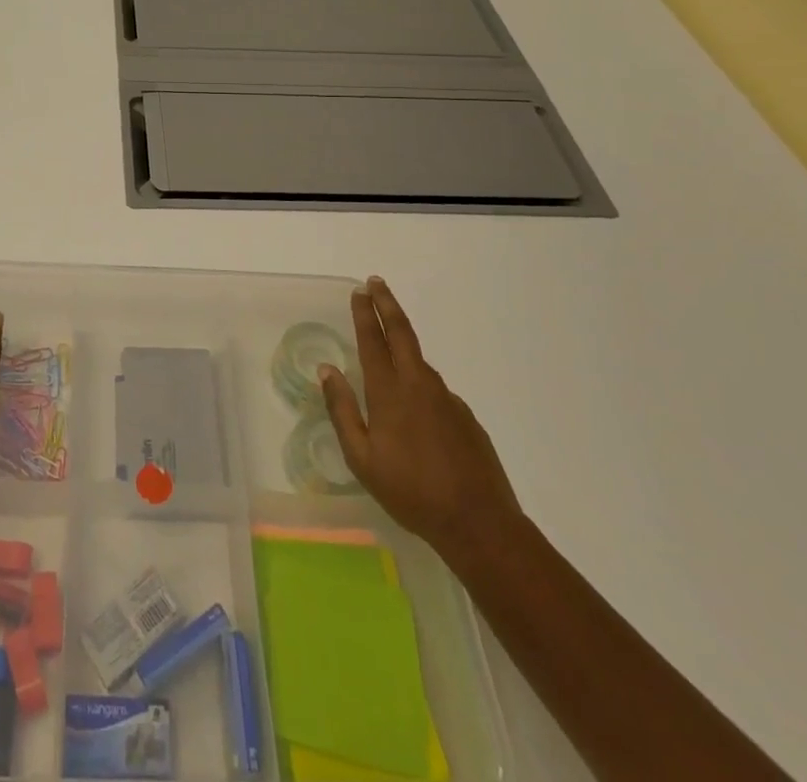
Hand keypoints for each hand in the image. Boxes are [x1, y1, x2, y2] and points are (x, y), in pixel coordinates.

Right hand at [320, 276, 522, 564]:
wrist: (479, 524)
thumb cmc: (410, 492)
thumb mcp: (362, 458)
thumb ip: (342, 410)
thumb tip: (327, 370)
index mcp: (389, 392)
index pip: (373, 341)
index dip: (364, 314)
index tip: (359, 291)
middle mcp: (419, 385)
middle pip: (402, 333)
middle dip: (387, 305)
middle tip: (376, 282)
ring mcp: (447, 399)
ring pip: (420, 362)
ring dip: (403, 344)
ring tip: (389, 349)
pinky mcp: (466, 417)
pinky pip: (436, 391)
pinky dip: (421, 384)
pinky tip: (417, 412)